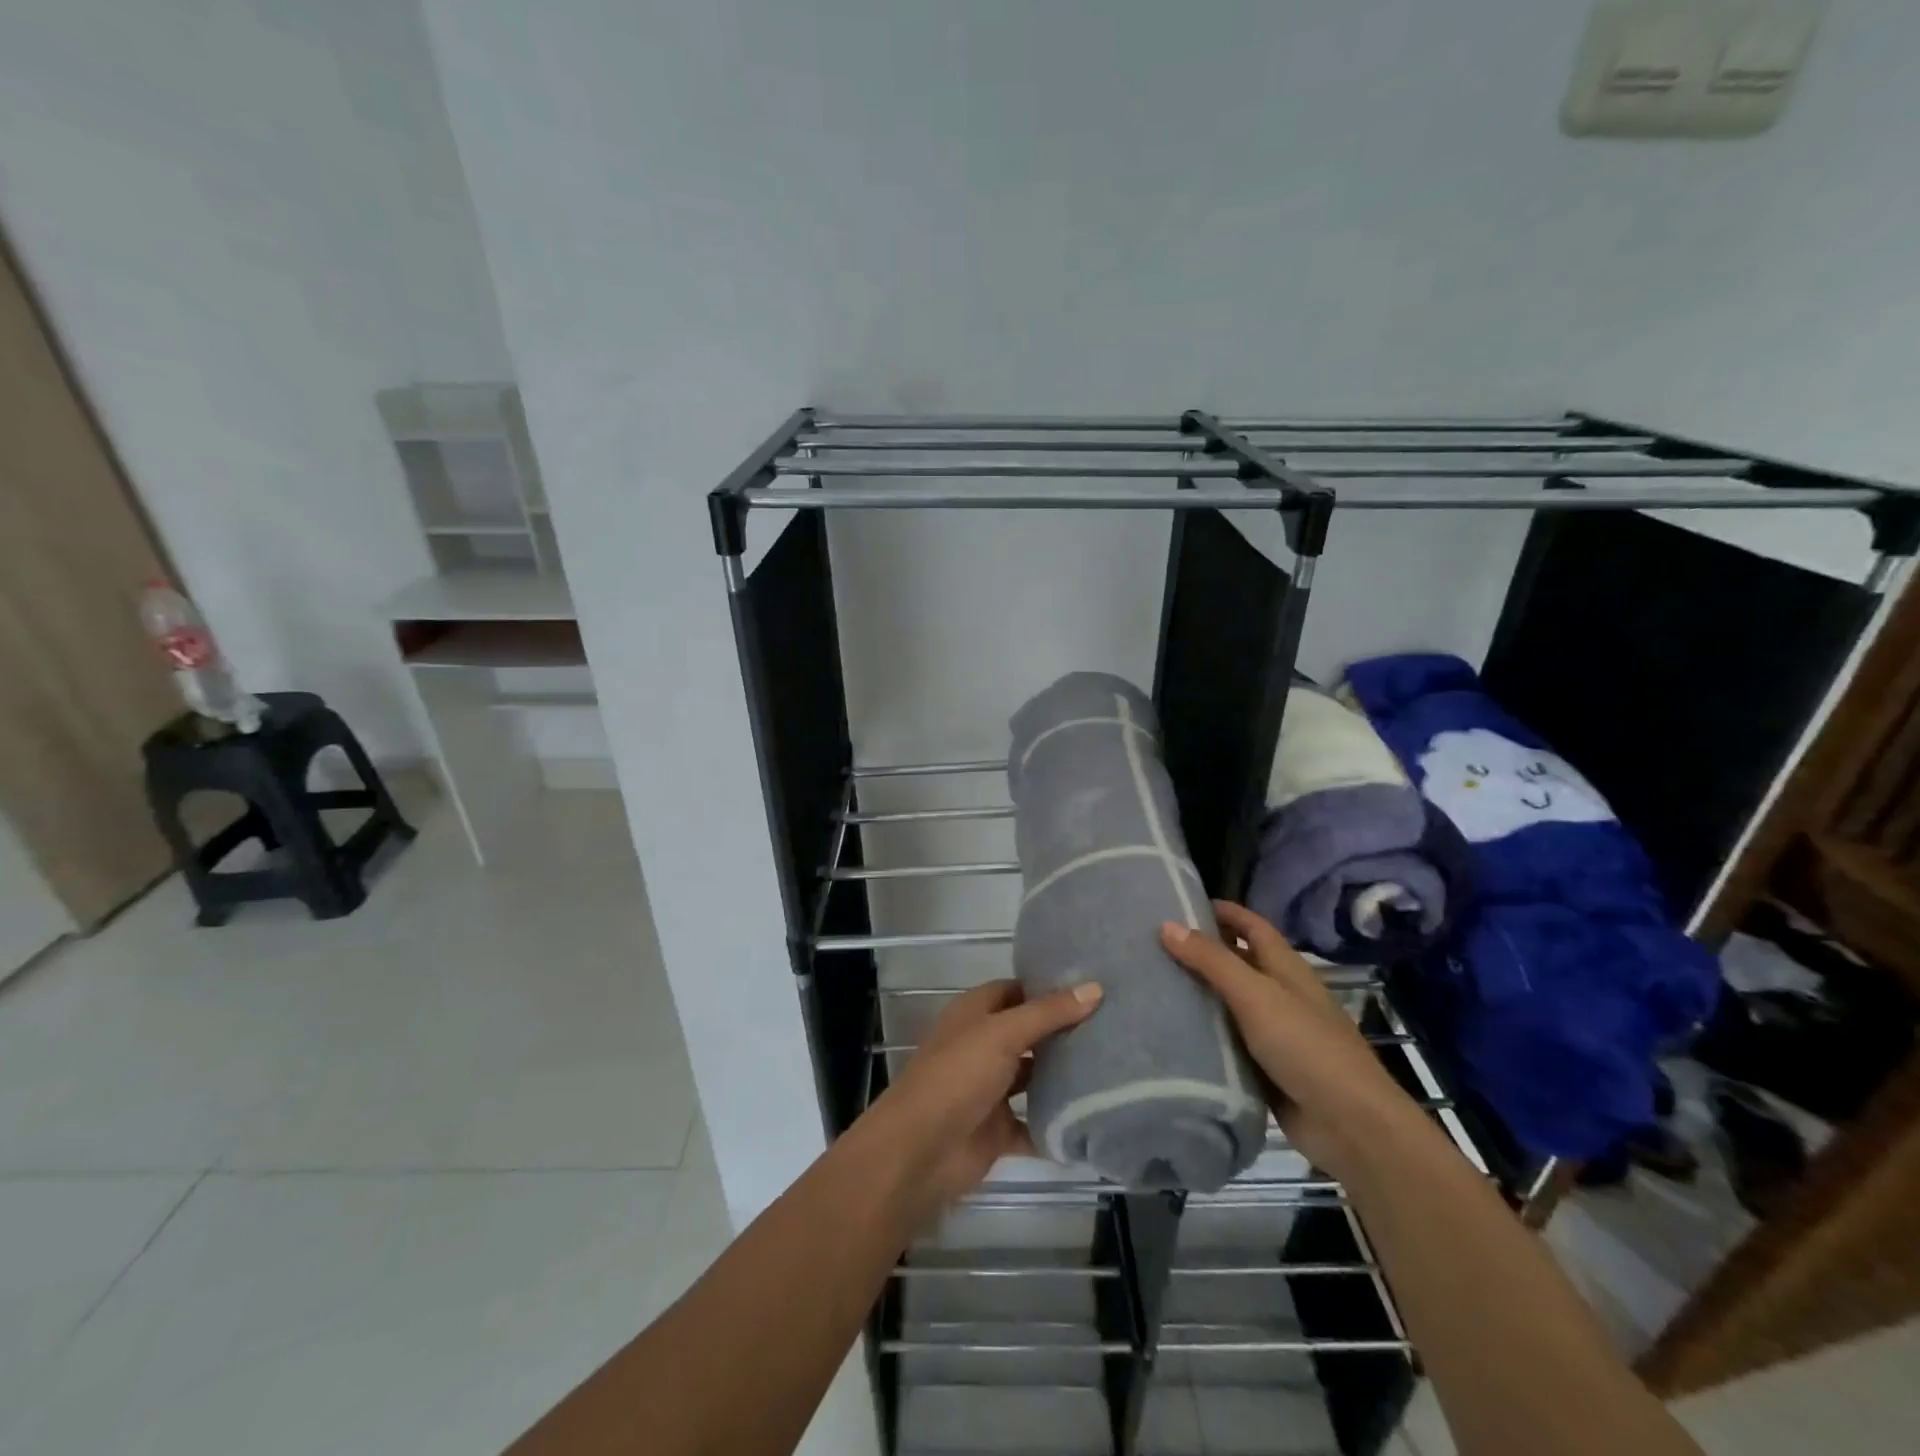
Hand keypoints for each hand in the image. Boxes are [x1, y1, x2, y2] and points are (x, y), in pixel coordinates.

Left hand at [859, 978, 1102, 1224]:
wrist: (921, 1150)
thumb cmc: (957, 1076)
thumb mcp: (1003, 1034)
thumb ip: (1048, 1013)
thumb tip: (1095, 987)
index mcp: (975, 1014)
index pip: (1016, 990)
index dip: (1048, 987)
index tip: (1092, 986)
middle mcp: (983, 1045)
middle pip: (1029, 1033)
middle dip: (1064, 1031)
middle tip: (1115, 1026)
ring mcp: (990, 1088)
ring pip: (1034, 1077)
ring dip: (1063, 1076)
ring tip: (1115, 1067)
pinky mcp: (999, 1129)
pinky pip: (1035, 1123)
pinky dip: (1057, 1124)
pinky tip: (1095, 1117)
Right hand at [1160, 901, 1418, 1180]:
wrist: (1350, 1125)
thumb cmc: (1306, 1046)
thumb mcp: (1256, 995)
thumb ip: (1212, 960)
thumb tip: (1166, 924)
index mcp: (1285, 967)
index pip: (1250, 925)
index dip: (1221, 911)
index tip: (1179, 903)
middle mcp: (1279, 993)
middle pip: (1235, 961)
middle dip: (1199, 950)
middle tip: (1150, 944)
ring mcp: (1272, 1031)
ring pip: (1227, 1002)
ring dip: (1196, 993)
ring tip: (1148, 982)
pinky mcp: (1262, 1066)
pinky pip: (1225, 1040)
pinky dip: (1201, 1033)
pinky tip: (1167, 1029)